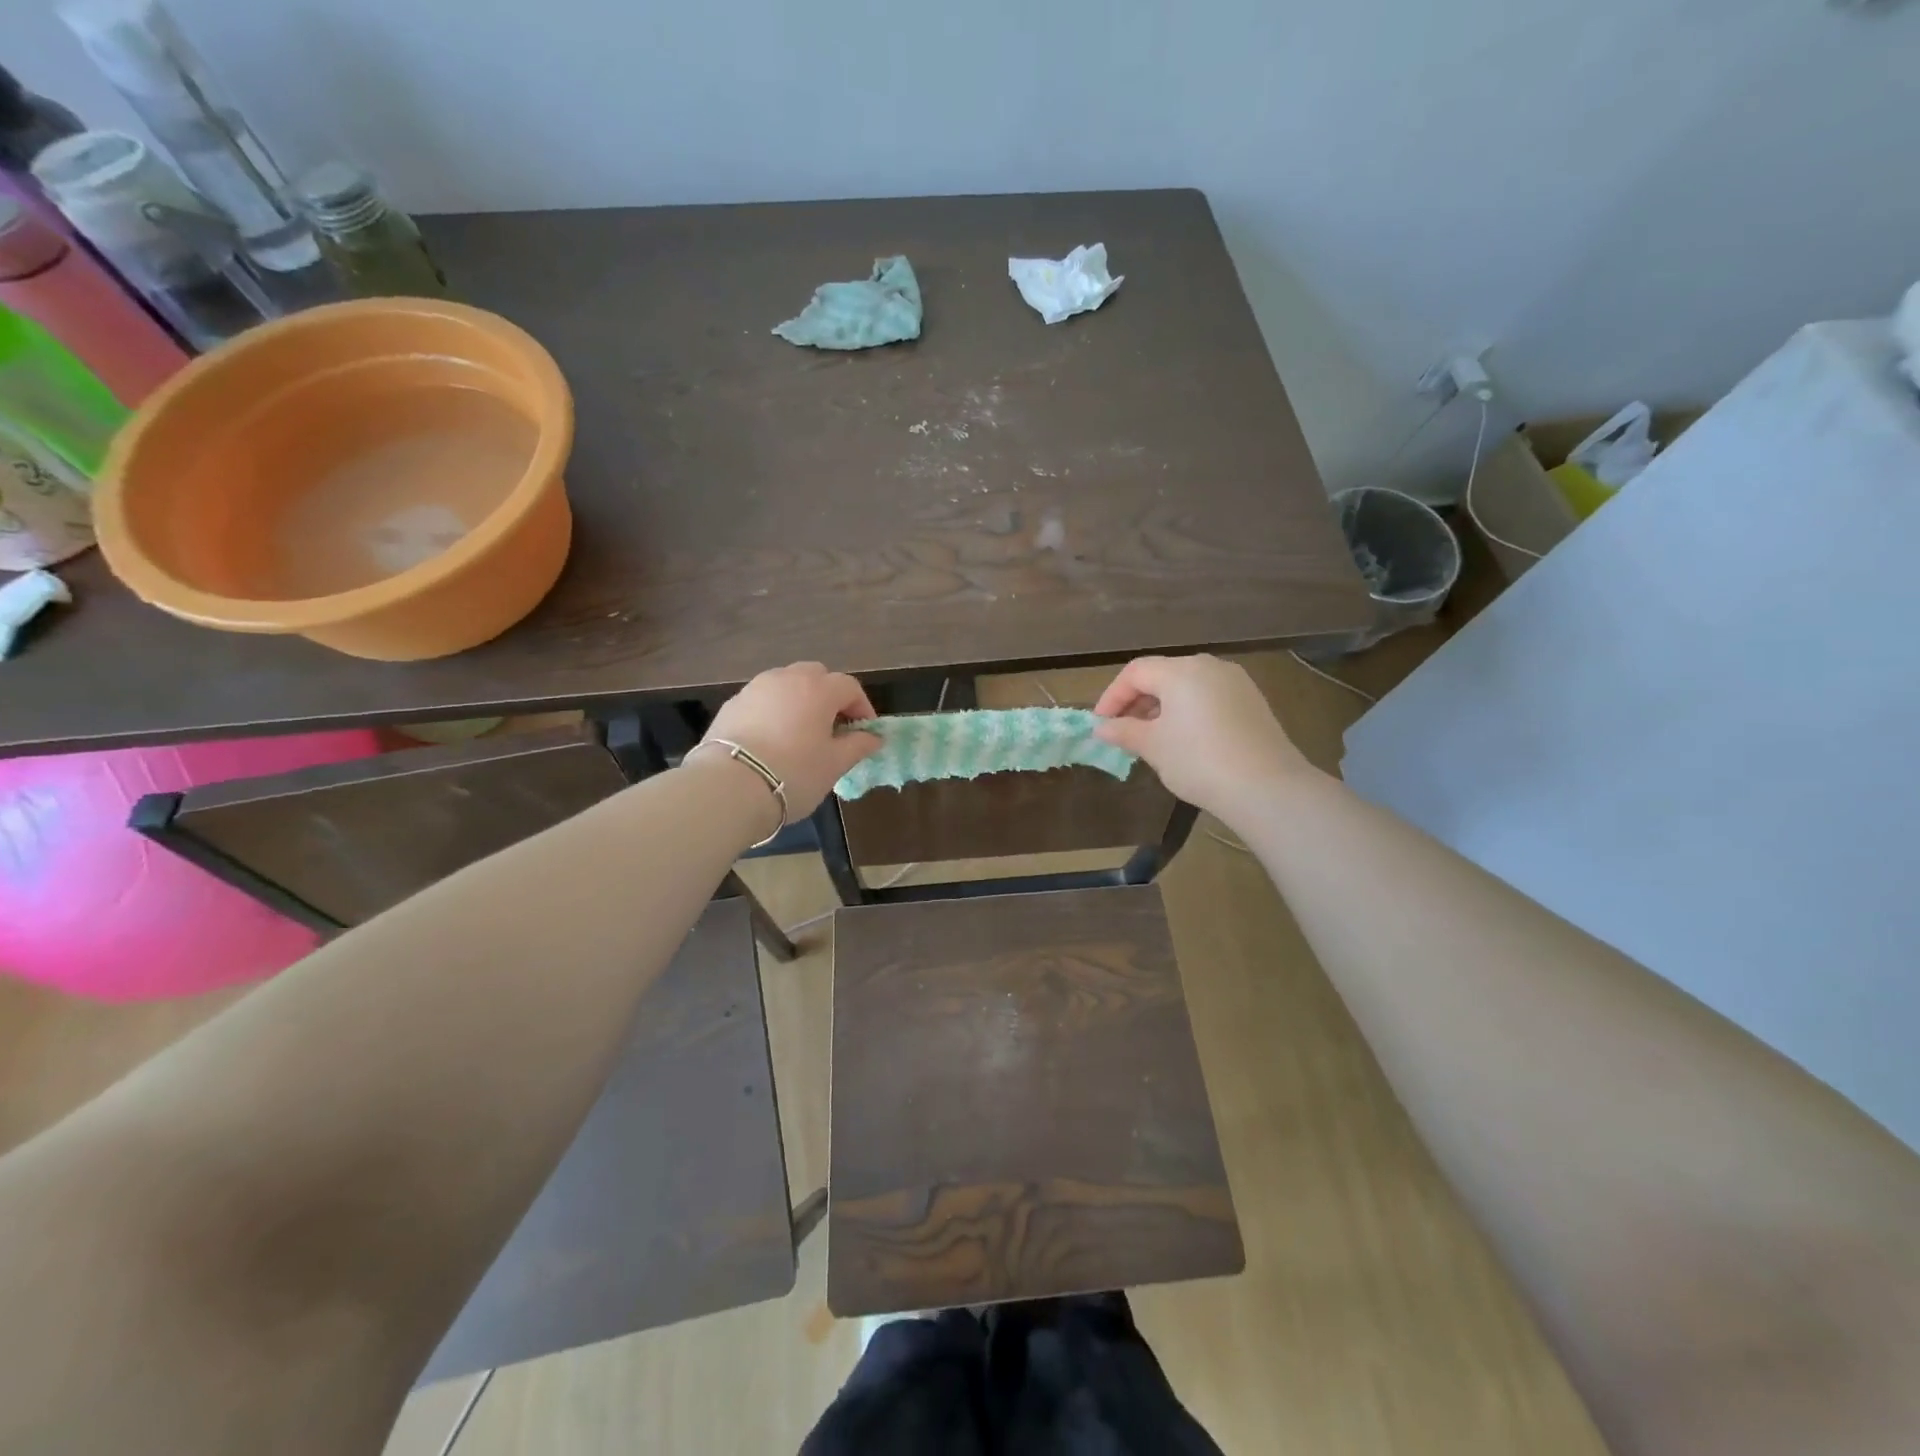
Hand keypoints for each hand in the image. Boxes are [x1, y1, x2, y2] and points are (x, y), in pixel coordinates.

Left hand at [699, 662, 879, 816]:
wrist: (729, 786)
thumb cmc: (794, 773)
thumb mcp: (834, 764)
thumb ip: (858, 745)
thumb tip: (874, 737)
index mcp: (818, 689)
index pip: (850, 687)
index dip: (862, 708)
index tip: (865, 733)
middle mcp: (787, 678)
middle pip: (816, 675)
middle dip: (829, 696)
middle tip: (833, 727)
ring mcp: (755, 688)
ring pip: (786, 683)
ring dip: (800, 700)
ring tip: (801, 732)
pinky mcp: (732, 704)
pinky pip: (763, 699)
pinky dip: (774, 711)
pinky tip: (772, 739)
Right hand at [1093, 654, 1319, 819]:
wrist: (1266, 787)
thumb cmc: (1198, 761)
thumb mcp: (1154, 747)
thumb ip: (1124, 731)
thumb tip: (1102, 728)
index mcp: (1181, 671)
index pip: (1135, 672)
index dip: (1112, 696)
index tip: (1101, 724)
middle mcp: (1209, 666)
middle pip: (1162, 674)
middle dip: (1137, 700)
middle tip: (1123, 730)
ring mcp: (1235, 682)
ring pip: (1187, 686)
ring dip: (1163, 706)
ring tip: (1151, 737)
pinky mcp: (1253, 701)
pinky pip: (1209, 697)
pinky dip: (1189, 711)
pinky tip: (1185, 739)